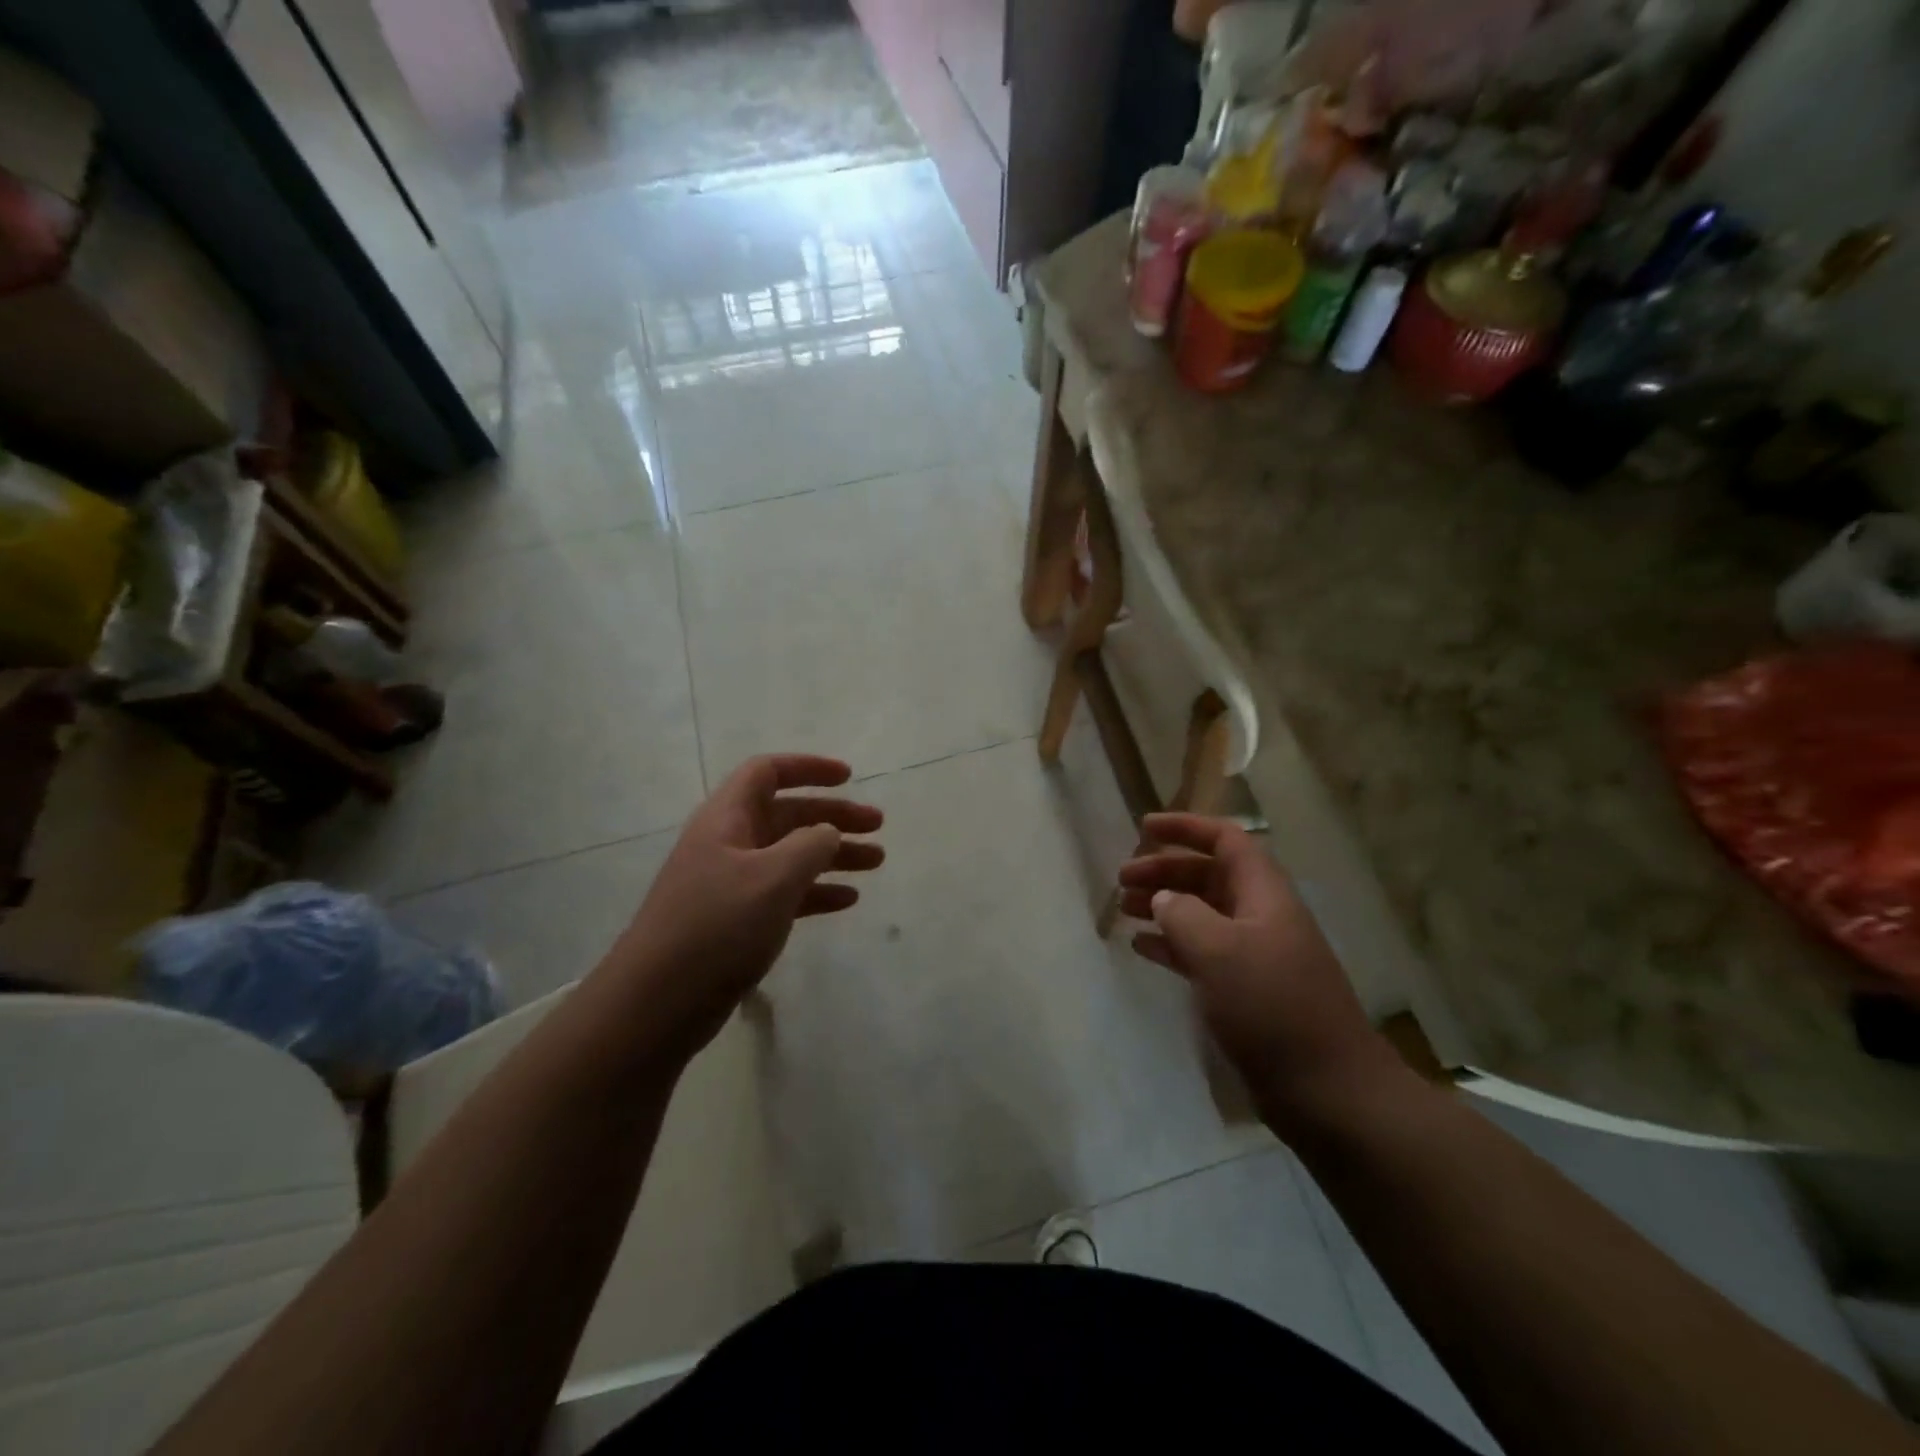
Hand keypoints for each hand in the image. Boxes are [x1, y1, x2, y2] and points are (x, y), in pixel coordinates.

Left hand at [615, 754, 882, 1057]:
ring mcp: (732, 882)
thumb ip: (810, 845)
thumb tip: (828, 831)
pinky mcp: (737, 919)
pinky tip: (848, 900)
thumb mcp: (773, 877)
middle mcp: (729, 842)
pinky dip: (816, 890)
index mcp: (728, 818)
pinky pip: (785, 892)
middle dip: (834, 816)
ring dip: (833, 854)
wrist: (658, 1002)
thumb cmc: (717, 926)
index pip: (768, 772)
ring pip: (791, 854)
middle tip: (878, 826)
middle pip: (788, 814)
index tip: (849, 778)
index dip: (809, 768)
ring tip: (876, 862)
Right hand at [1119, 814, 1392, 1126]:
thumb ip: (1183, 915)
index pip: (1226, 841)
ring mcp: (1255, 955)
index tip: (1144, 827)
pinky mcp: (1246, 991)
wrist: (1327, 1090)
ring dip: (1163, 906)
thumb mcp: (1219, 951)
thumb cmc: (1272, 1007)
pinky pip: (1201, 952)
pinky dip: (1171, 944)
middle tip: (1121, 879)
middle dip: (1165, 871)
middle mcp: (1260, 916)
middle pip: (1208, 875)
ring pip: (1202, 914)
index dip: (1186, 828)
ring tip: (1123, 910)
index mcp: (1264, 895)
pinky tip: (1141, 948)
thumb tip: (1163, 899)